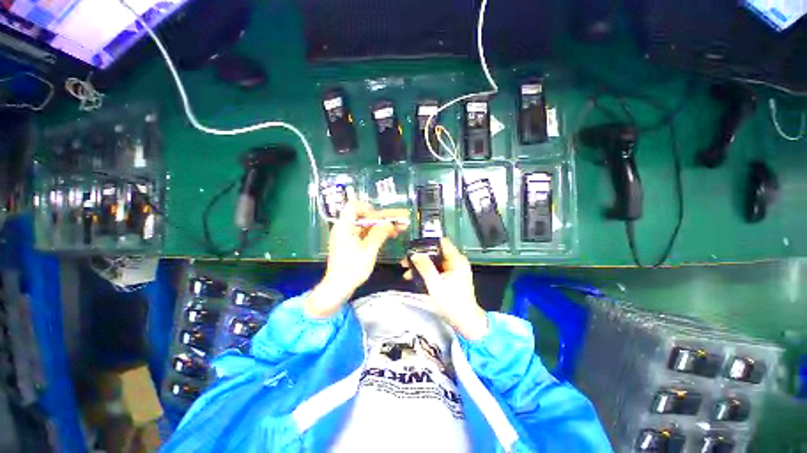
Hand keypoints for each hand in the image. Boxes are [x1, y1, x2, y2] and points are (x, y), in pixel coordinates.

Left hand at [305, 201, 408, 318]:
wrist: (339, 287)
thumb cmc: (351, 269)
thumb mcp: (368, 250)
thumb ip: (379, 234)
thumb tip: (390, 223)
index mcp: (344, 226)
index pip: (354, 207)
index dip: (368, 208)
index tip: (381, 216)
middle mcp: (345, 228)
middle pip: (365, 217)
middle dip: (383, 218)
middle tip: (399, 221)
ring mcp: (349, 237)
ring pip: (368, 226)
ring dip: (383, 226)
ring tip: (400, 228)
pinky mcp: (352, 244)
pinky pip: (366, 234)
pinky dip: (378, 234)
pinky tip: (391, 235)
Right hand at [402, 238, 487, 339]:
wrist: (465, 321)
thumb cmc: (451, 302)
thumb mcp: (435, 284)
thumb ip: (425, 267)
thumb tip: (414, 254)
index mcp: (456, 260)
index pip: (442, 242)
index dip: (427, 243)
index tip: (414, 246)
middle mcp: (456, 262)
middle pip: (436, 252)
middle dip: (420, 256)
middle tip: (406, 260)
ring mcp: (454, 270)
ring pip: (435, 262)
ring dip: (421, 265)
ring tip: (407, 270)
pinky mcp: (451, 277)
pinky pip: (437, 270)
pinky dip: (427, 272)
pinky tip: (414, 277)